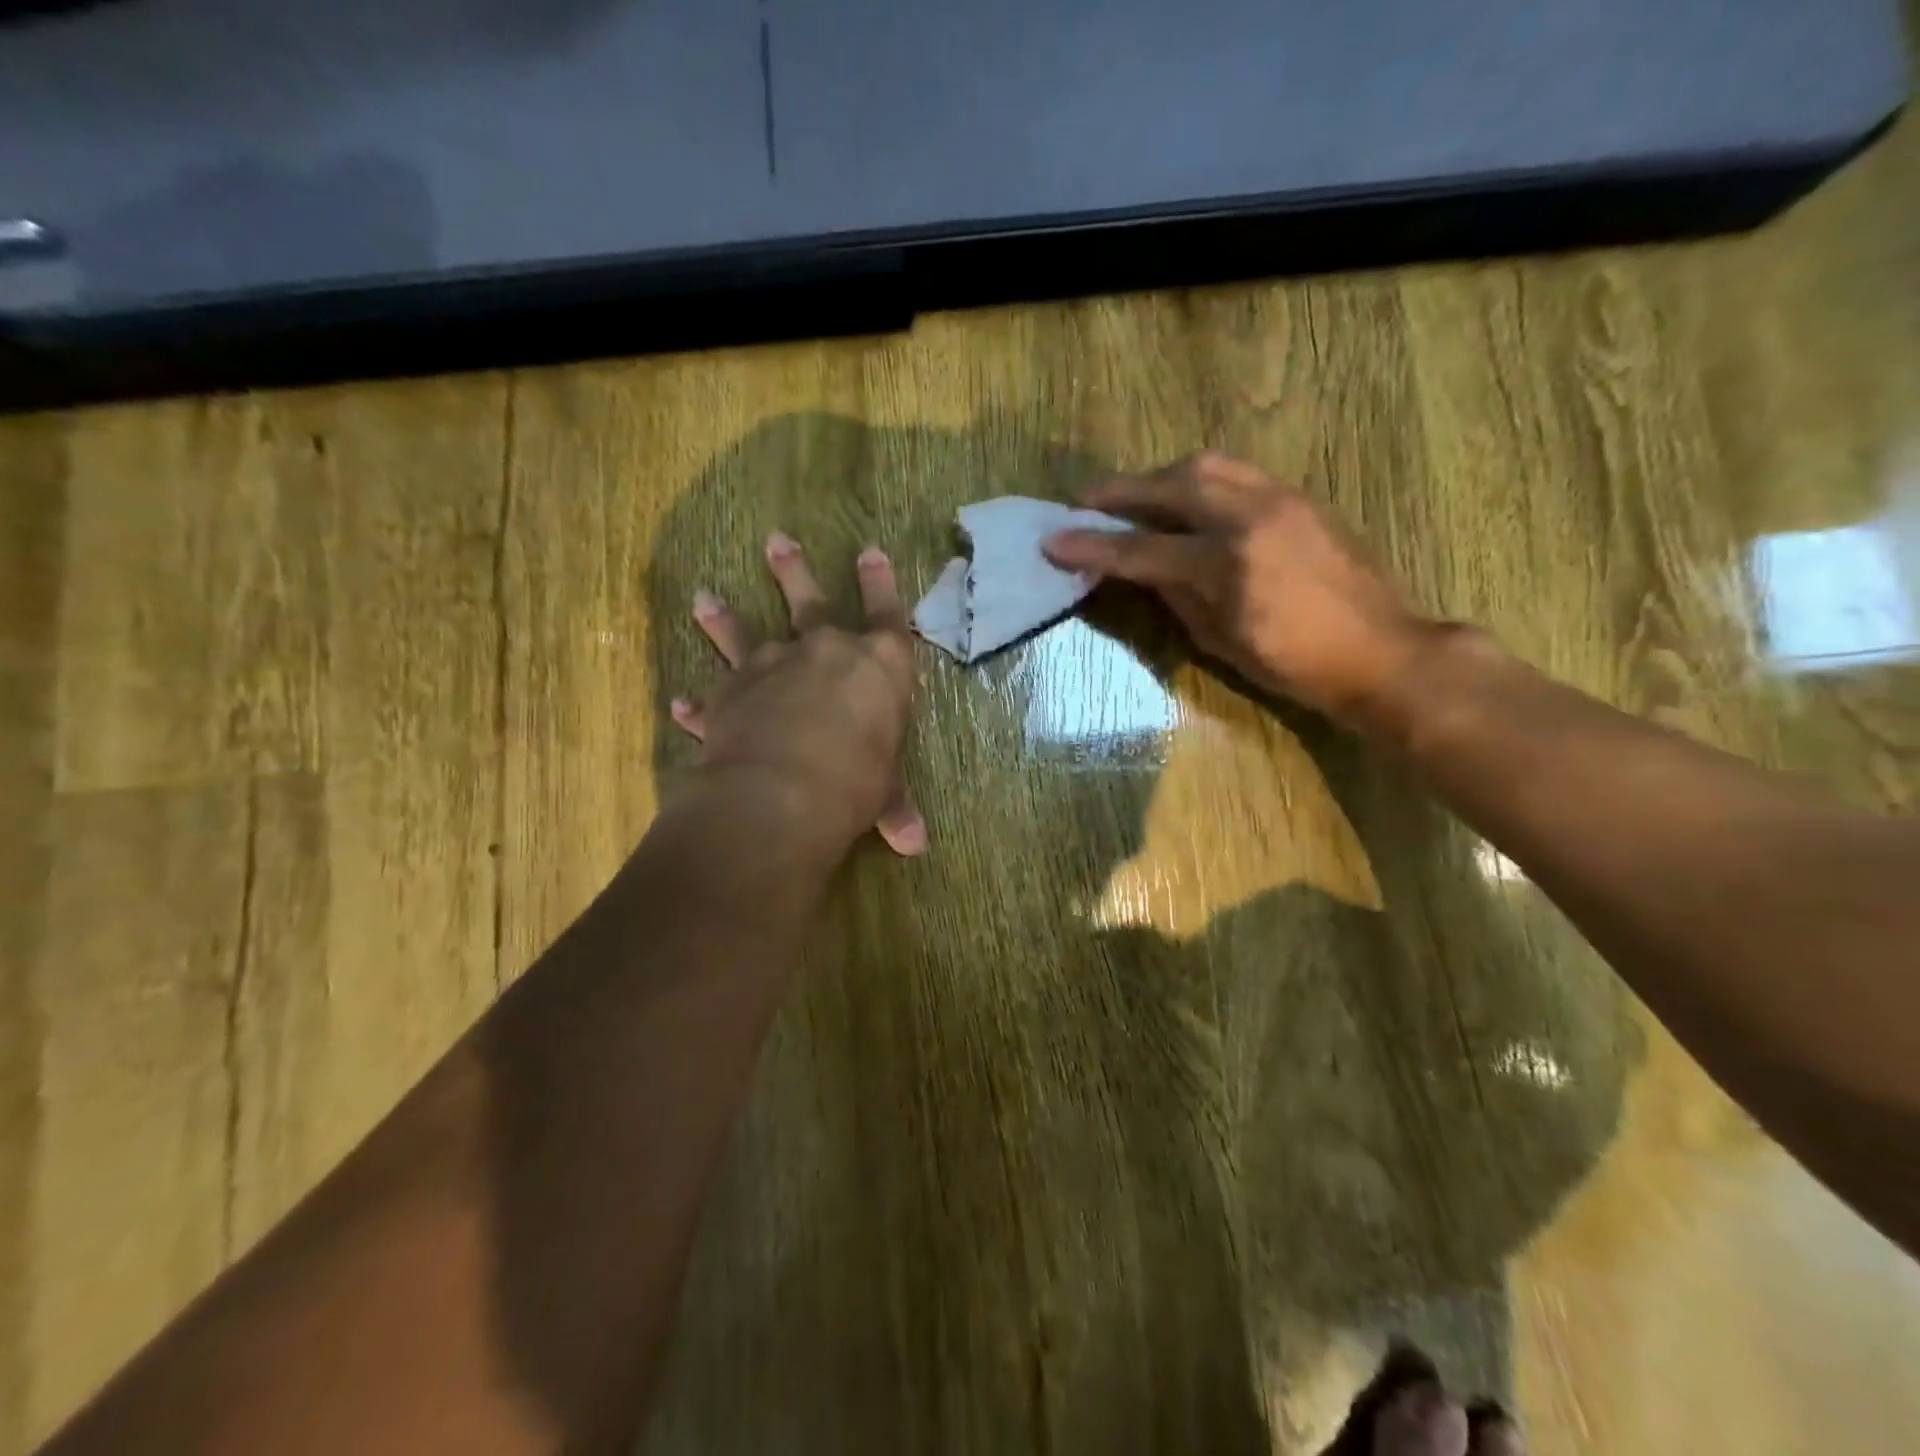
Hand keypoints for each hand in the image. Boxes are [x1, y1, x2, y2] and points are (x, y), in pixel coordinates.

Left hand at [670, 533, 925, 856]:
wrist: (785, 791)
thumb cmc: (856, 782)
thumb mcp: (884, 794)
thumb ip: (894, 807)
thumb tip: (914, 844)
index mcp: (878, 665)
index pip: (887, 613)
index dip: (880, 582)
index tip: (869, 550)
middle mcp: (823, 651)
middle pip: (810, 600)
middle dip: (793, 570)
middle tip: (776, 540)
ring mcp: (771, 667)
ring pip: (744, 632)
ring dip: (723, 617)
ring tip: (703, 597)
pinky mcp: (730, 694)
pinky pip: (711, 695)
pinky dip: (697, 703)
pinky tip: (680, 703)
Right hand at [1041, 451, 1431, 730]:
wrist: (1379, 651)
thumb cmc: (1294, 665)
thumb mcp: (1220, 640)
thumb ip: (1175, 595)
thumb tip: (1140, 568)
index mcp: (1228, 565)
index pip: (1142, 550)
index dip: (1093, 547)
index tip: (1053, 540)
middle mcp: (1252, 517)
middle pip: (1171, 485)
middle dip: (1119, 491)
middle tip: (1083, 502)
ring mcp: (1281, 498)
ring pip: (1206, 465)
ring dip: (1158, 477)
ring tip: (1131, 495)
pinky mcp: (1299, 496)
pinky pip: (1236, 472)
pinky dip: (1197, 479)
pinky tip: (1183, 497)